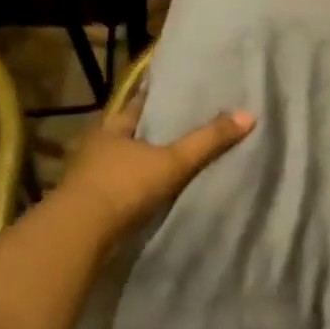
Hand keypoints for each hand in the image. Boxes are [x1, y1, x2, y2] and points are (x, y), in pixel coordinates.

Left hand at [57, 99, 255, 243]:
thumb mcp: (172, 161)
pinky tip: (151, 189)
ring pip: (121, 160)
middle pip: (129, 132)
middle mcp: (95, 145)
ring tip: (171, 158)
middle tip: (183, 125)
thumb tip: (249, 115)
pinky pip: (117, 186)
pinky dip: (133, 186)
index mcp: (111, 126)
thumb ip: (208, 141)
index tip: (179, 93)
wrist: (80, 234)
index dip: (158, 98)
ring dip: (141, 160)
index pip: (138, 104)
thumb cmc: (123, 186)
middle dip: (151, 131)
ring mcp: (87, 175)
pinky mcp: (88, 203)